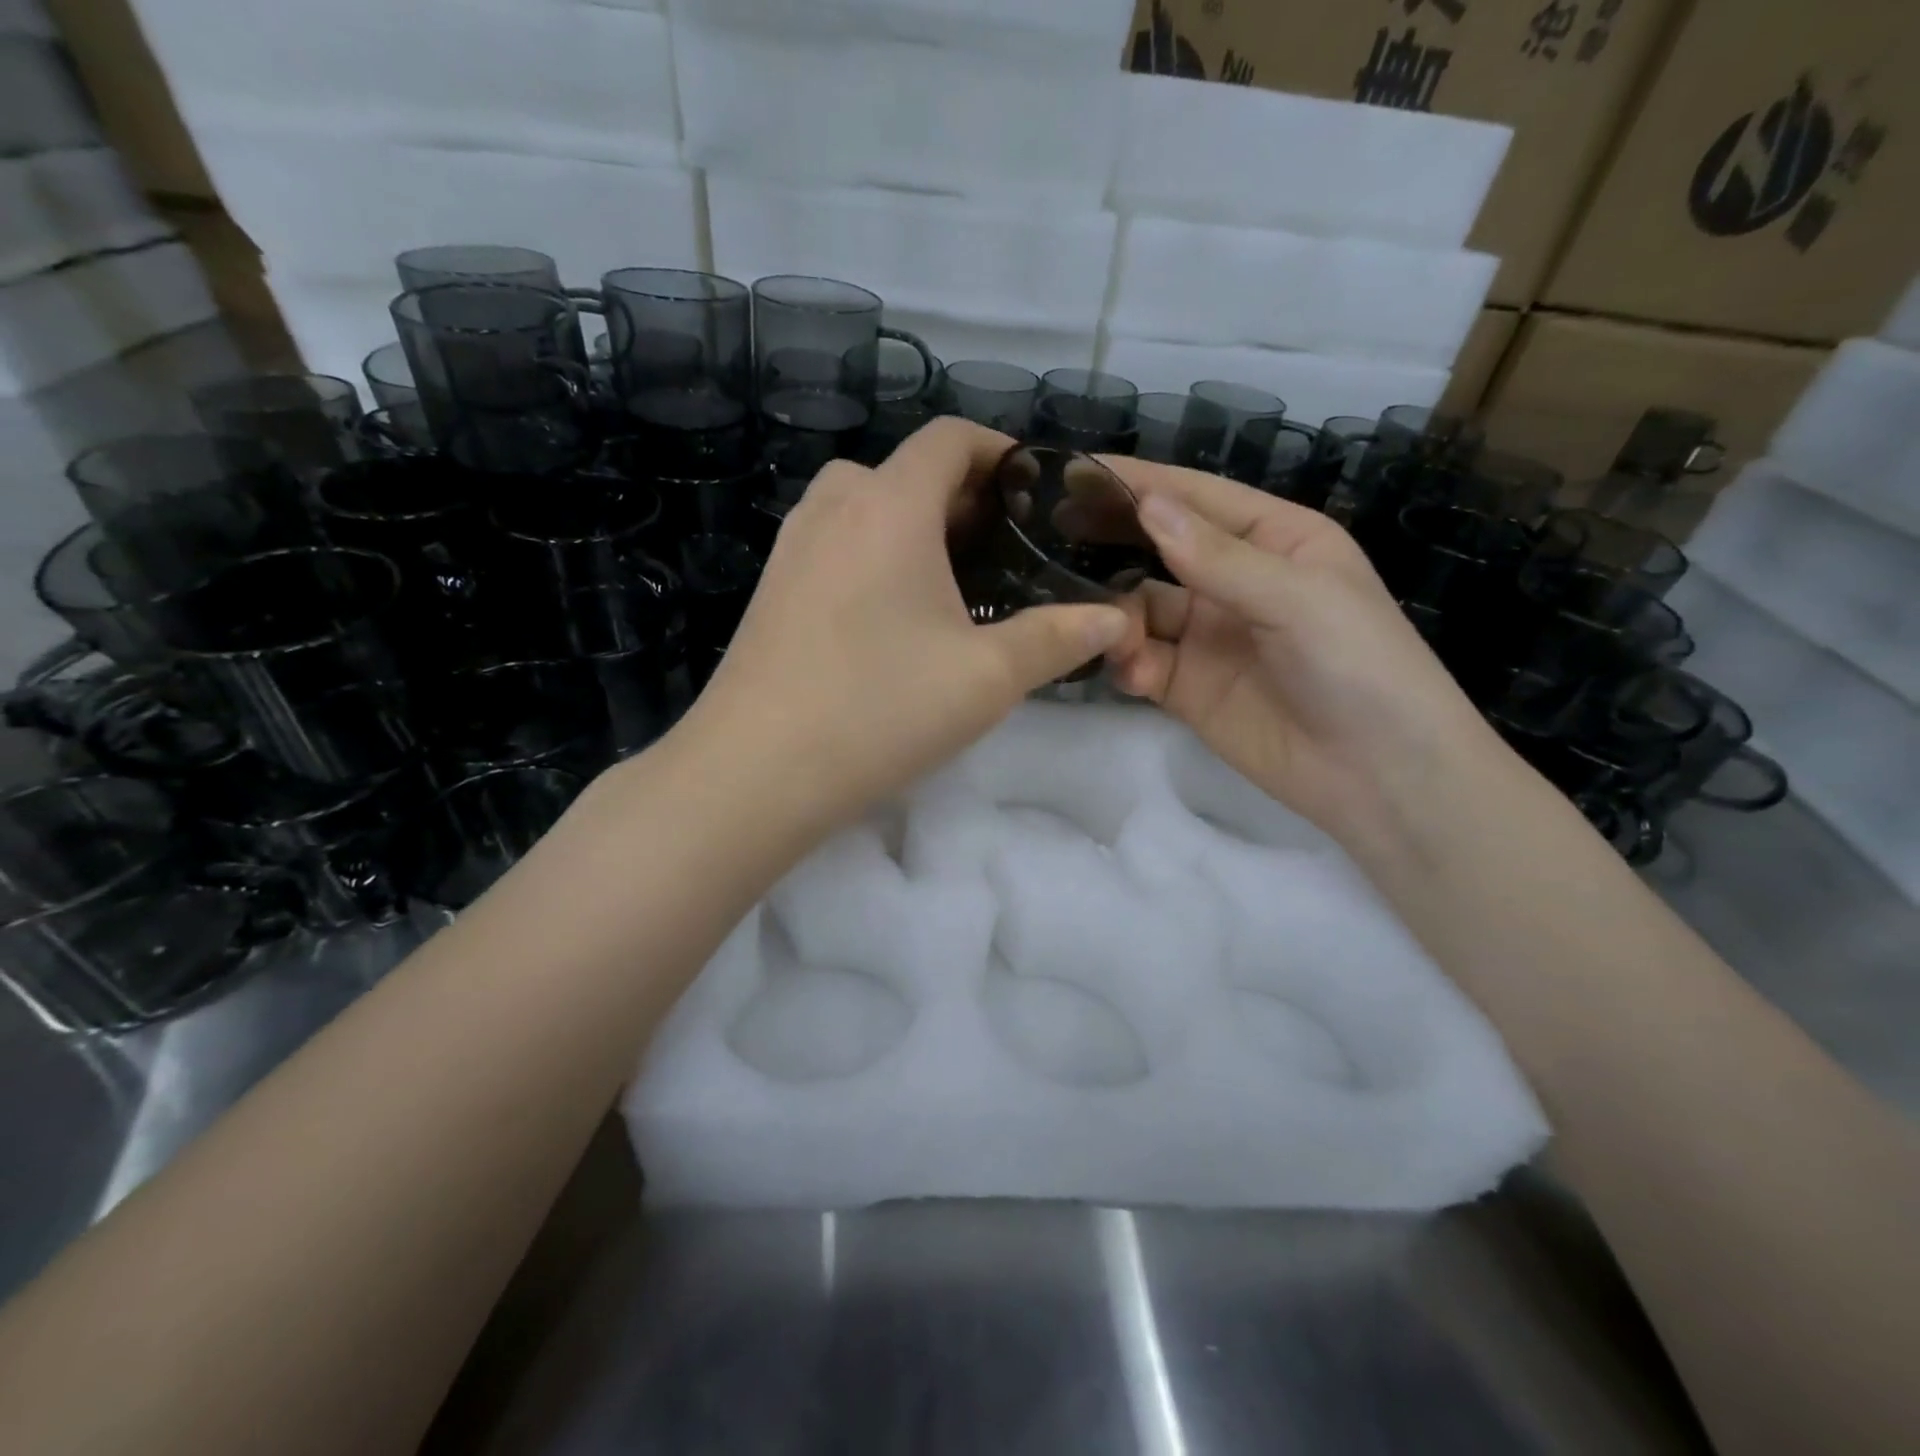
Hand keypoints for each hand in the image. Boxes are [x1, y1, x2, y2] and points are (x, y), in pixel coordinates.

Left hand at [678, 419, 1132, 830]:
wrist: (755, 772)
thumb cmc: (880, 710)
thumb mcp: (987, 678)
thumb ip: (1058, 639)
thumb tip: (1116, 620)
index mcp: (889, 504)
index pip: (950, 438)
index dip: (1000, 452)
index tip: (1037, 495)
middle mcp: (834, 506)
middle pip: (907, 470)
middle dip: (963, 498)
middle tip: (1006, 551)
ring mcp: (793, 545)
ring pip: (866, 506)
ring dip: (915, 526)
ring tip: (954, 582)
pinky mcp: (771, 587)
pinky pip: (835, 543)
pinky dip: (874, 553)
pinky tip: (894, 617)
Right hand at [1103, 459, 1500, 844]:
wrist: (1378, 776)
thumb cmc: (1358, 665)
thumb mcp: (1297, 598)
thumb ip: (1216, 556)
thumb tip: (1147, 503)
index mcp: (1274, 539)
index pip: (1196, 497)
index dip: (1139, 483)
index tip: (1075, 471)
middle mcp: (1234, 581)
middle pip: (1158, 549)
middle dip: (1112, 542)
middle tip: (1053, 534)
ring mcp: (1206, 636)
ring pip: (1139, 608)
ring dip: (1116, 615)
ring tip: (1100, 626)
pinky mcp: (1186, 687)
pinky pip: (1141, 660)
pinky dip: (1127, 662)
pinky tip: (1131, 672)